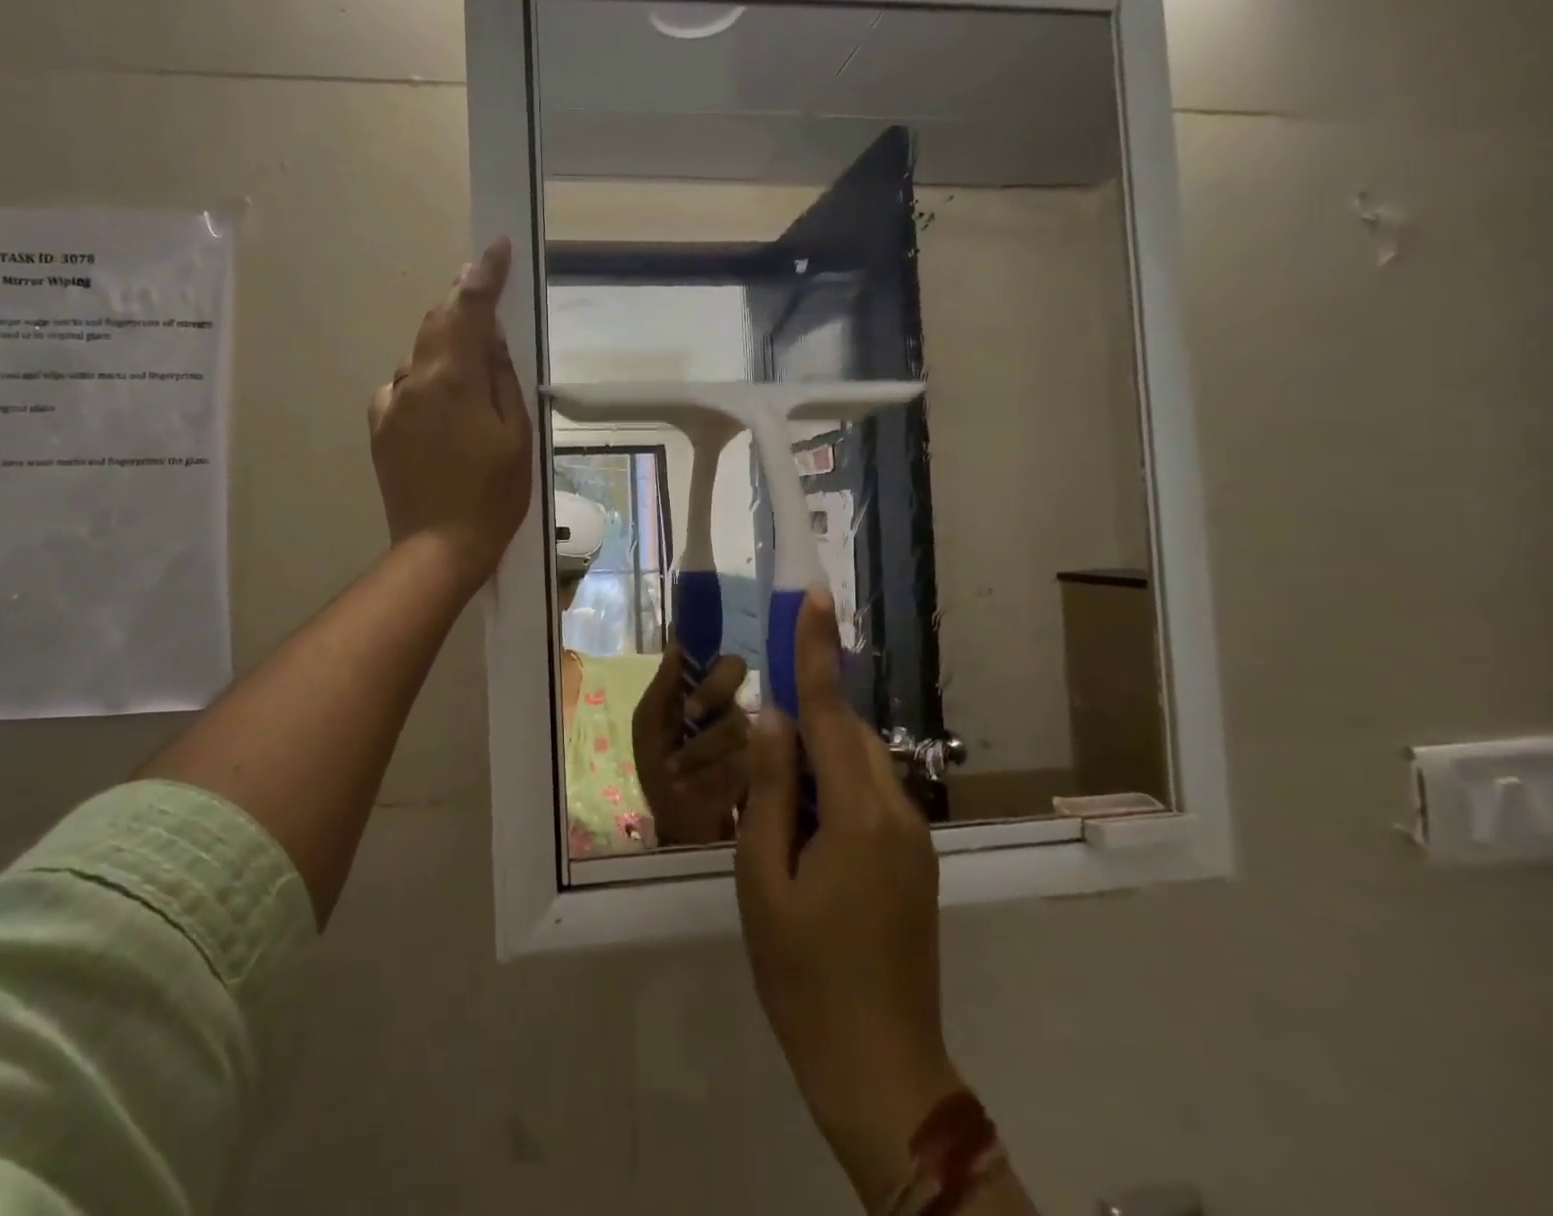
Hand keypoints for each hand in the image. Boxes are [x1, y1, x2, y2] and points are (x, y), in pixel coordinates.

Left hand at [368, 238, 532, 590]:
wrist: (439, 548)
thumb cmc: (492, 495)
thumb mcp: (516, 435)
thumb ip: (501, 377)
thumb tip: (488, 337)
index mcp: (451, 379)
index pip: (467, 308)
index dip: (483, 274)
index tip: (496, 247)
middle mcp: (412, 381)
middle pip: (436, 324)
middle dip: (462, 305)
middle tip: (486, 295)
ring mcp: (390, 404)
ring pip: (420, 357)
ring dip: (445, 350)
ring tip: (472, 375)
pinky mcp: (380, 427)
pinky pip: (404, 389)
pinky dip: (426, 384)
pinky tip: (443, 411)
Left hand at [631, 640, 751, 846]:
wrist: (676, 825)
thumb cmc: (659, 768)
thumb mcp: (649, 727)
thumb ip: (663, 686)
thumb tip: (676, 640)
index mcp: (705, 693)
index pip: (725, 662)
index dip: (712, 662)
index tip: (693, 681)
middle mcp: (733, 707)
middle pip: (738, 676)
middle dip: (711, 691)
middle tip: (690, 714)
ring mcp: (753, 738)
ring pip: (736, 722)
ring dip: (699, 748)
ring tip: (675, 770)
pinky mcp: (764, 770)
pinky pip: (745, 760)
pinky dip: (711, 774)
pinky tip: (694, 786)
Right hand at [734, 588, 960, 1213]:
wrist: (880, 1070)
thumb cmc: (804, 975)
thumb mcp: (762, 879)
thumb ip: (767, 790)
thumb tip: (770, 719)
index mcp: (859, 813)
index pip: (827, 711)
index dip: (816, 651)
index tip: (814, 597)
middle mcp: (897, 812)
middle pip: (843, 734)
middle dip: (802, 715)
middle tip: (757, 726)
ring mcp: (911, 838)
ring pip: (855, 765)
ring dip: (812, 758)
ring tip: (771, 799)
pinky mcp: (911, 860)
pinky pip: (866, 797)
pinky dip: (829, 789)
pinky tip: (799, 826)